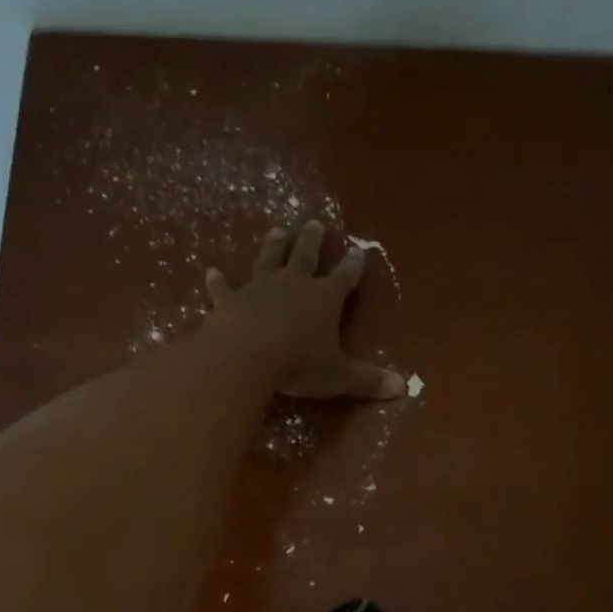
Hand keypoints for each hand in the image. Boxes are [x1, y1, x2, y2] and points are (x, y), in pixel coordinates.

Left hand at [206, 223, 405, 399]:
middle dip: (312, 241)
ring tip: (277, 231)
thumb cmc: (299, 364)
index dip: (353, 266)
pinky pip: (223, 290)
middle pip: (305, 256)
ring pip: (268, 261)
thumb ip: (367, 381)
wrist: (248, 355)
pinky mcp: (229, 302)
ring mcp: (259, 289)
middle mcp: (293, 285)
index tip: (359, 251)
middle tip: (314, 223)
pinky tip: (210, 272)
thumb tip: (402, 388)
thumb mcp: (339, 376)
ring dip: (273, 246)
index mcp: (324, 299)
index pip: (344, 277)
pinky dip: (217, 283)